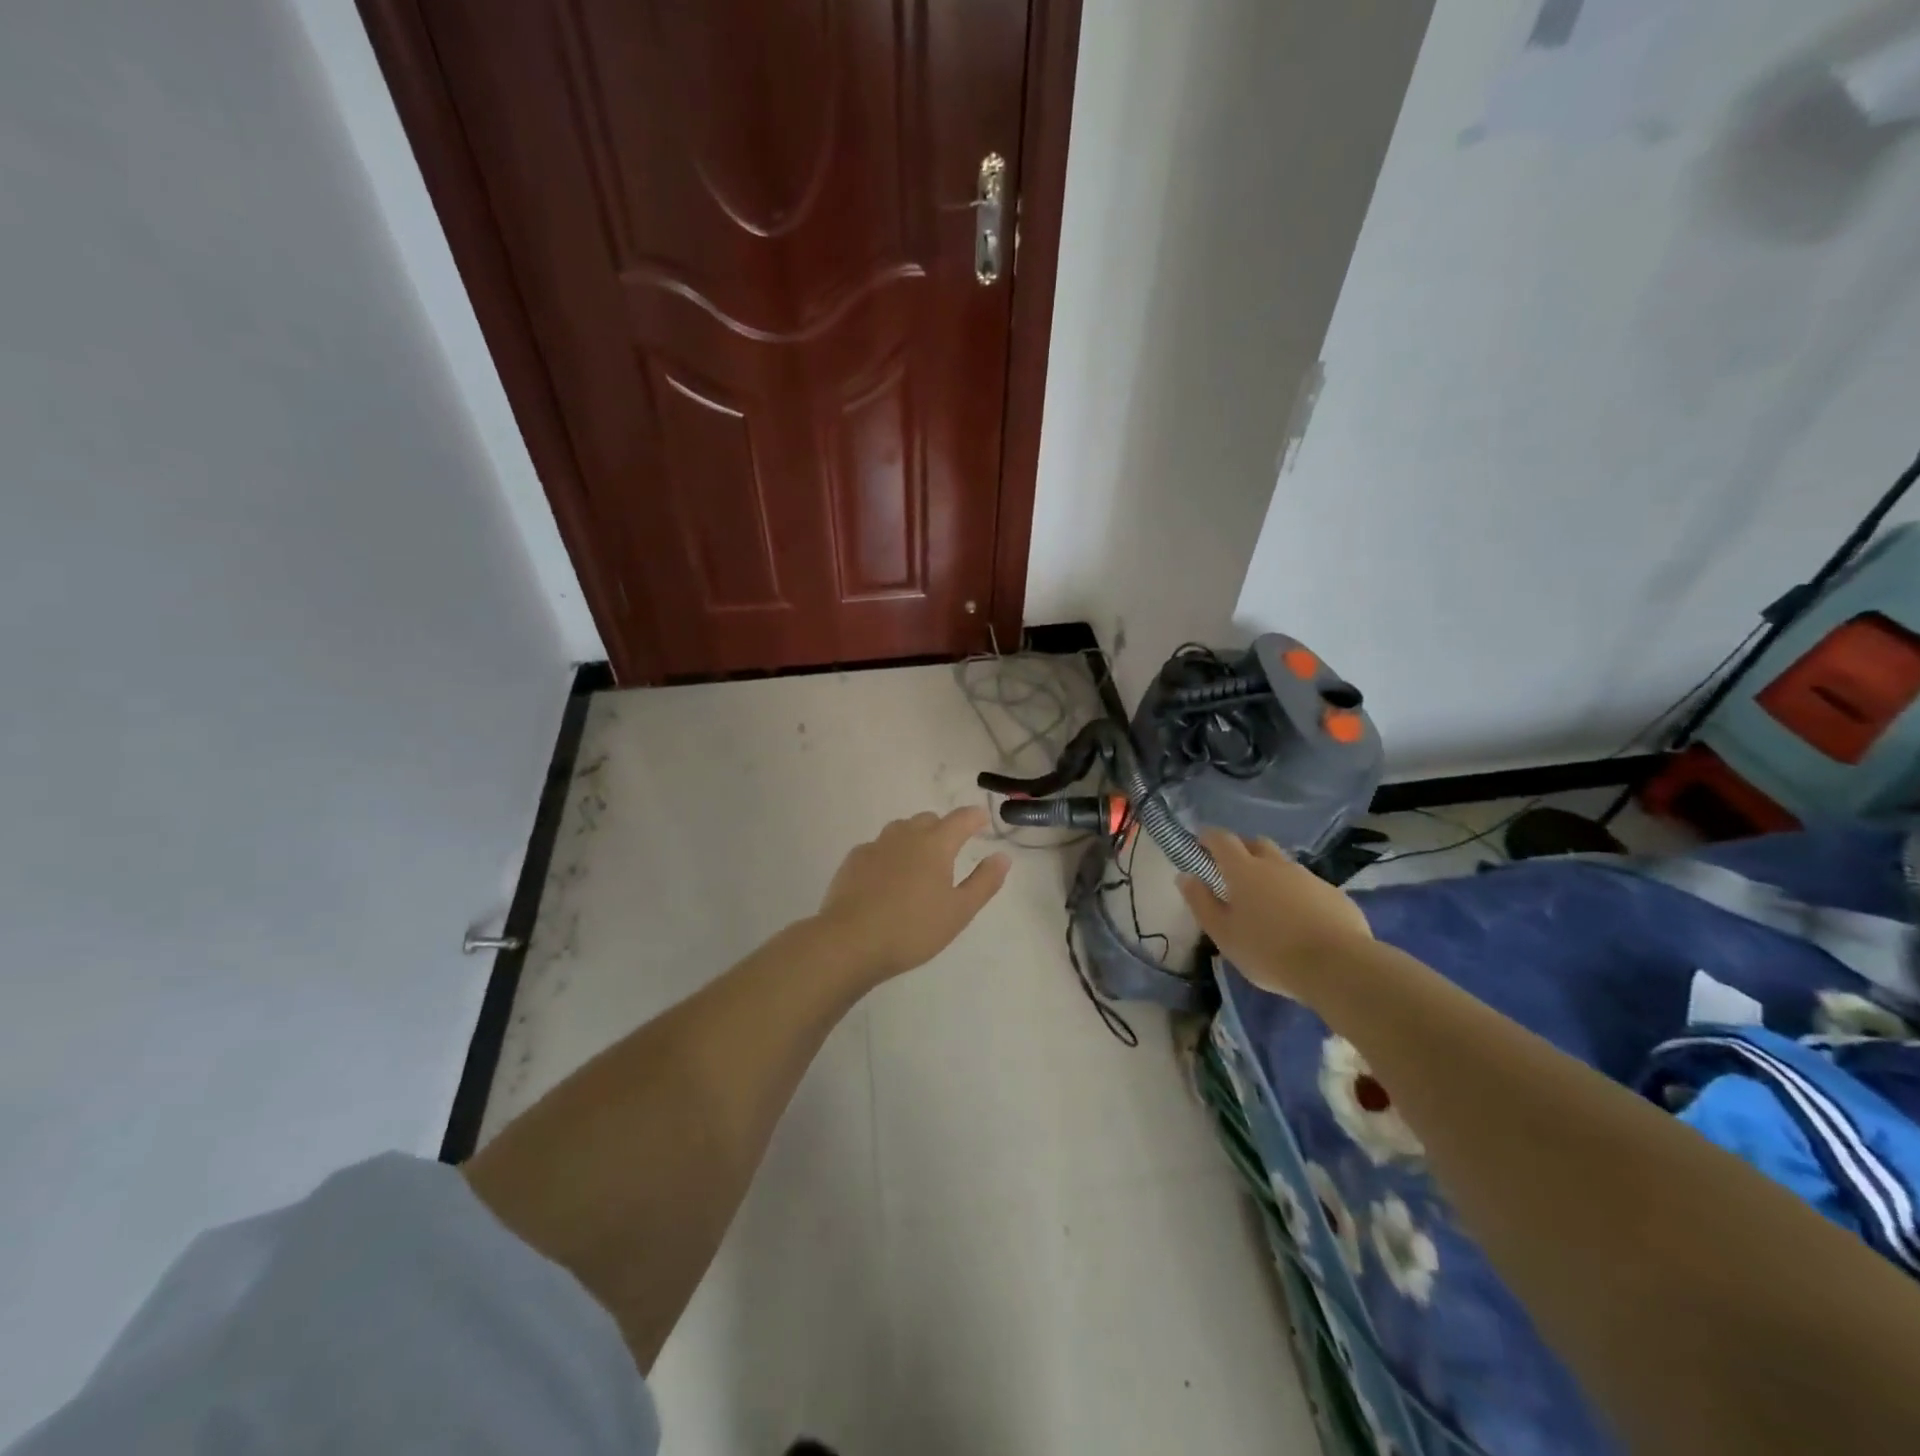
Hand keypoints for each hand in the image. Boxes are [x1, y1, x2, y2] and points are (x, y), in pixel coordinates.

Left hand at [815, 807, 1010, 982]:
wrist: (850, 941)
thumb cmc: (913, 928)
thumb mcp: (959, 911)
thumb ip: (984, 882)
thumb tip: (1002, 856)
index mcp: (935, 844)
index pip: (960, 819)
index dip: (974, 817)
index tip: (982, 820)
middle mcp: (905, 836)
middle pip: (928, 820)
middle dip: (943, 827)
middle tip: (951, 847)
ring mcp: (875, 846)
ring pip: (900, 829)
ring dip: (914, 837)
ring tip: (919, 861)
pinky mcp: (853, 861)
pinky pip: (877, 847)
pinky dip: (889, 854)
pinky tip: (887, 877)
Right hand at [1176, 830, 1371, 997]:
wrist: (1338, 967)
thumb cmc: (1269, 951)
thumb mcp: (1223, 934)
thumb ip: (1201, 902)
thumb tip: (1185, 876)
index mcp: (1244, 870)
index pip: (1221, 839)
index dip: (1208, 837)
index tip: (1200, 844)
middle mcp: (1276, 865)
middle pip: (1256, 843)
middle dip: (1241, 850)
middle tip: (1232, 872)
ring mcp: (1309, 877)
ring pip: (1284, 865)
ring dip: (1271, 873)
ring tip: (1267, 901)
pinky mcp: (1335, 894)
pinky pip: (1308, 886)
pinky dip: (1297, 894)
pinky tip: (1299, 920)